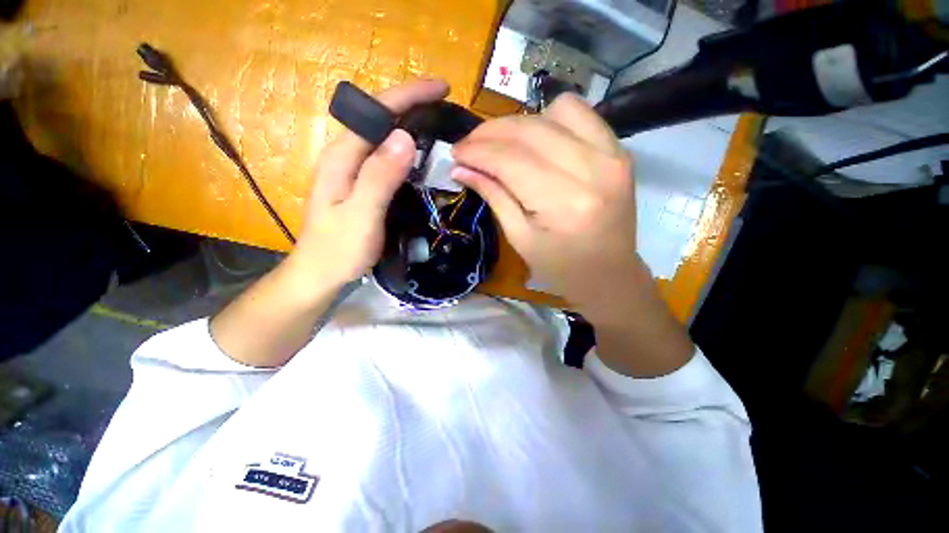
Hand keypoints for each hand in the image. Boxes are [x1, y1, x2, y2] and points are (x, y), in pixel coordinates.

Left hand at [284, 79, 449, 290]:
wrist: (321, 274)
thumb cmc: (339, 250)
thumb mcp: (361, 215)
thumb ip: (379, 177)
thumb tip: (405, 137)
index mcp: (343, 157)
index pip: (375, 112)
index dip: (408, 95)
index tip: (441, 88)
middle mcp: (347, 156)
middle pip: (379, 119)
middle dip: (412, 106)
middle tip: (445, 108)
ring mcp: (354, 171)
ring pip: (384, 137)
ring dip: (411, 126)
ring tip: (440, 127)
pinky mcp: (363, 184)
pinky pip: (387, 158)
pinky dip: (407, 150)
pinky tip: (423, 157)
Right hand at [452, 94, 692, 376]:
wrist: (611, 275)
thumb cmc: (560, 269)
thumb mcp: (520, 239)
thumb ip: (494, 196)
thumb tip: (460, 168)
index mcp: (564, 203)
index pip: (510, 160)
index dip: (477, 152)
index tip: (455, 153)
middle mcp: (592, 170)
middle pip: (530, 130)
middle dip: (490, 133)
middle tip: (469, 145)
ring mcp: (612, 155)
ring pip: (555, 112)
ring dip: (520, 124)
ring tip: (502, 145)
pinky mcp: (620, 151)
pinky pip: (581, 114)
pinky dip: (551, 119)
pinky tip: (537, 140)